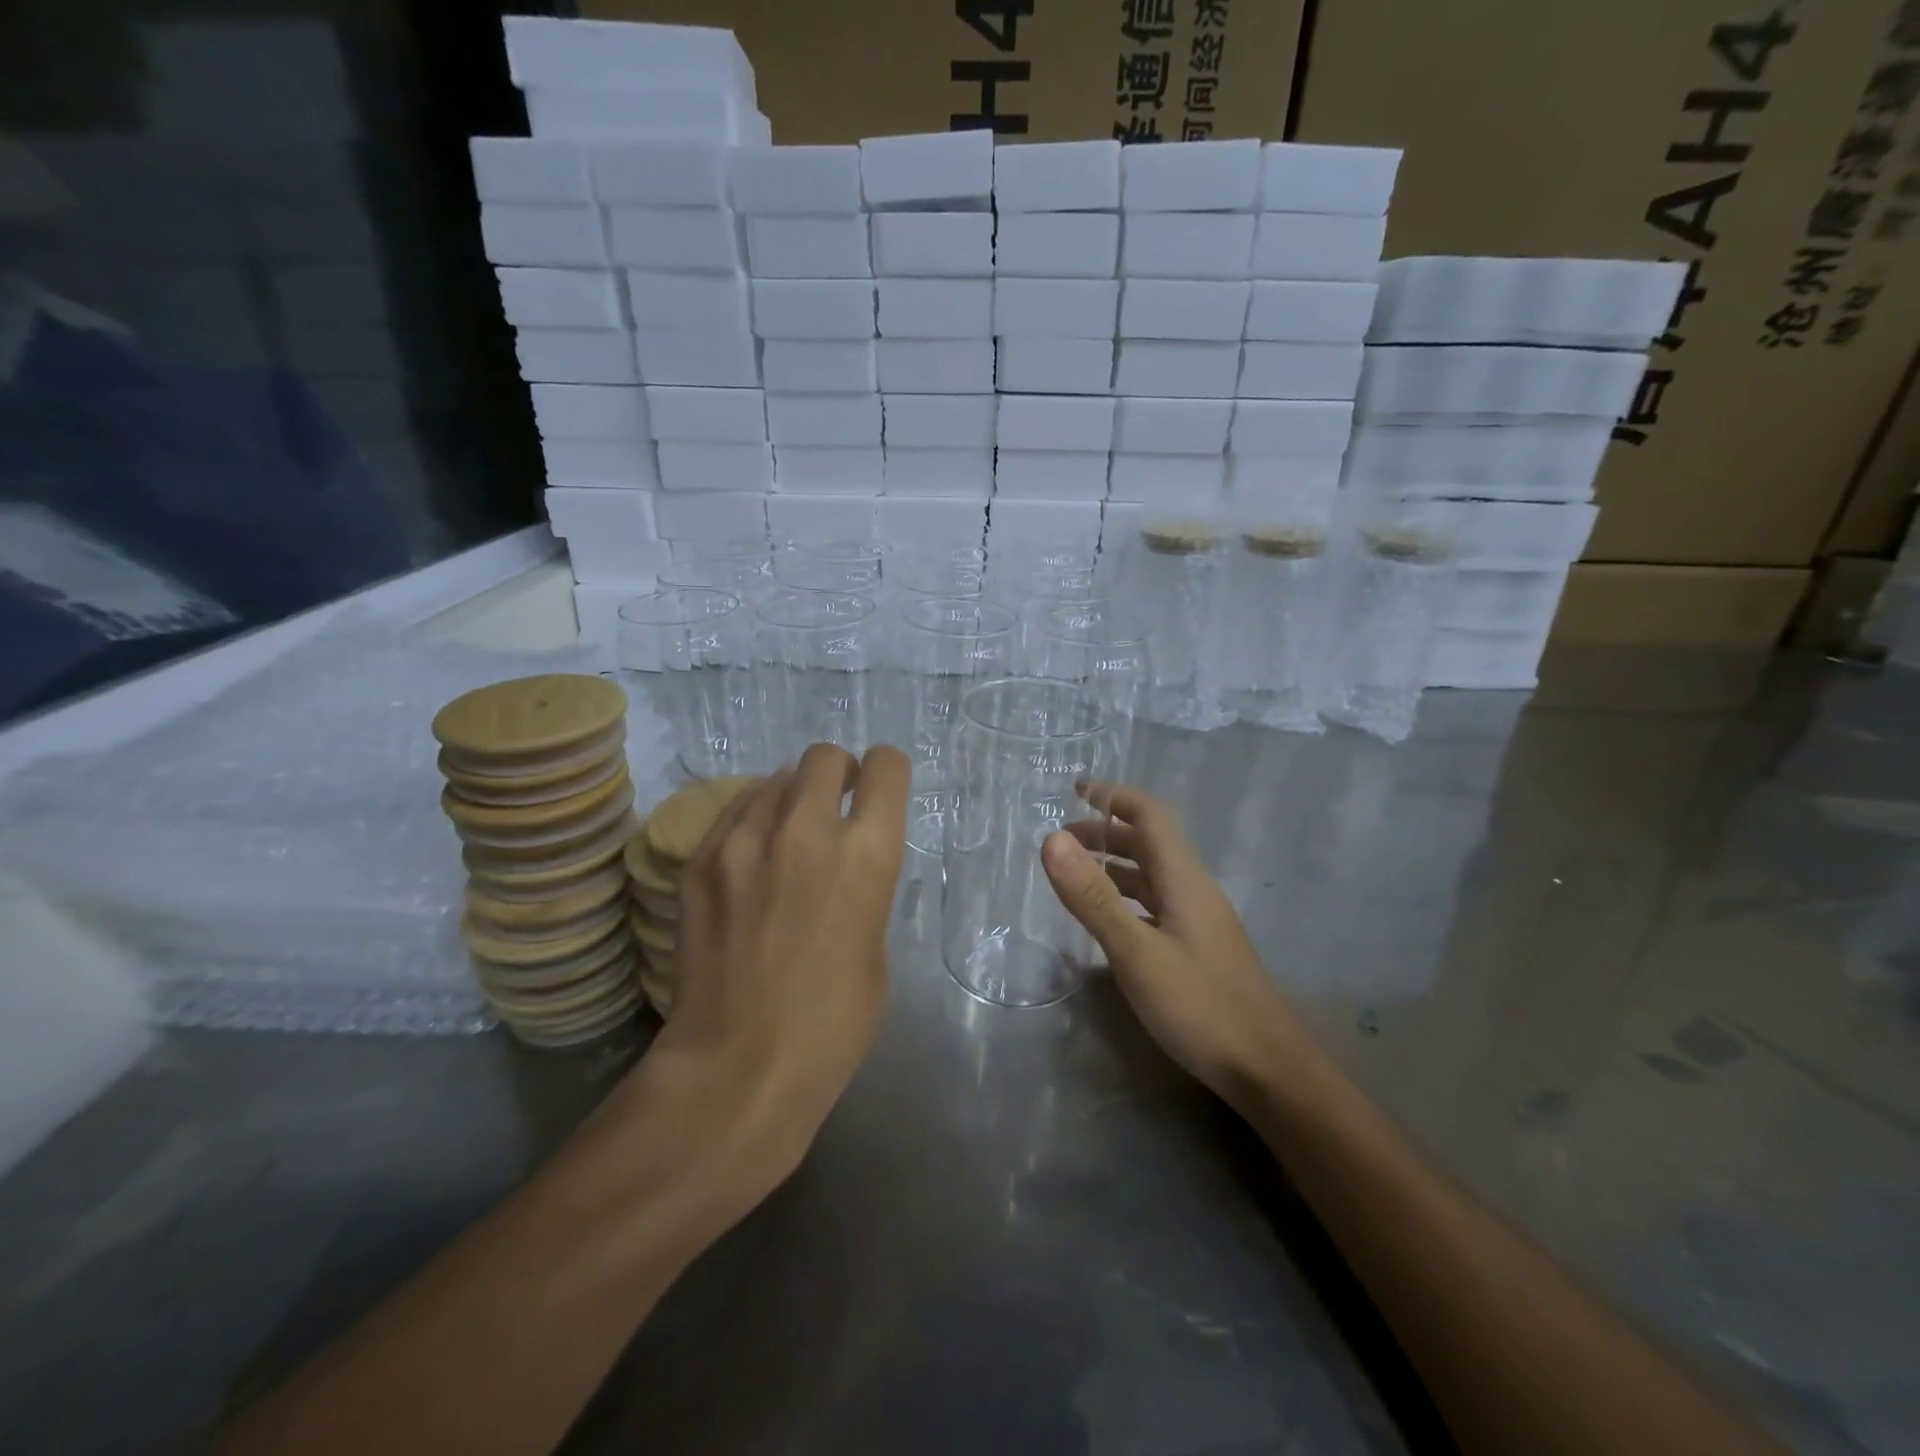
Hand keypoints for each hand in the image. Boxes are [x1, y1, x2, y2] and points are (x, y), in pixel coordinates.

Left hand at [650, 743, 910, 1174]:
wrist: (738, 1067)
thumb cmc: (833, 1024)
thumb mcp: (875, 946)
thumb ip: (863, 886)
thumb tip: (842, 860)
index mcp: (867, 854)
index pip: (886, 767)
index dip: (886, 773)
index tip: (878, 791)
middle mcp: (807, 830)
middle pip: (824, 757)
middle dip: (837, 773)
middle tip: (833, 807)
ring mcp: (744, 841)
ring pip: (774, 778)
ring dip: (791, 796)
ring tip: (786, 837)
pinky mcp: (700, 860)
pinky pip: (734, 811)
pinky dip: (751, 820)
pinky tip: (750, 860)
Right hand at [1042, 782, 1303, 1107]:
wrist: (1268, 1071)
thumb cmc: (1200, 1006)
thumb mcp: (1136, 952)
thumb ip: (1093, 897)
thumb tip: (1051, 839)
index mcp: (1184, 879)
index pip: (1150, 815)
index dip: (1113, 796)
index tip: (1075, 788)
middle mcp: (1194, 891)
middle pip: (1150, 843)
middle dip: (1106, 832)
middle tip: (1062, 840)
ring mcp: (1199, 922)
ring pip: (1152, 877)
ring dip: (1115, 866)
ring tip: (1076, 875)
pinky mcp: (1198, 949)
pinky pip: (1155, 906)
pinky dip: (1125, 898)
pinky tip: (1109, 921)